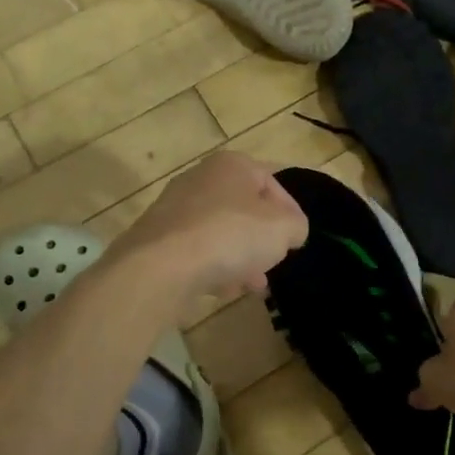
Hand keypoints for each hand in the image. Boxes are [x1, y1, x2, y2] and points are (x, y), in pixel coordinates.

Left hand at [106, 151, 308, 309]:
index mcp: (231, 165)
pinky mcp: (158, 238)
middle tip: (274, 262)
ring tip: (254, 284)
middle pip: (243, 208)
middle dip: (261, 238)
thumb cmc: (229, 236)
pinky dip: (212, 267)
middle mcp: (200, 178)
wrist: (160, 266)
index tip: (296, 240)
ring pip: (219, 232)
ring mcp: (175, 208)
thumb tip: (290, 231)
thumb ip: (295, 226)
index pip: (271, 182)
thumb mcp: (282, 229)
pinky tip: (223, 289)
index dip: (290, 212)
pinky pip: (196, 251)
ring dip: (239, 256)